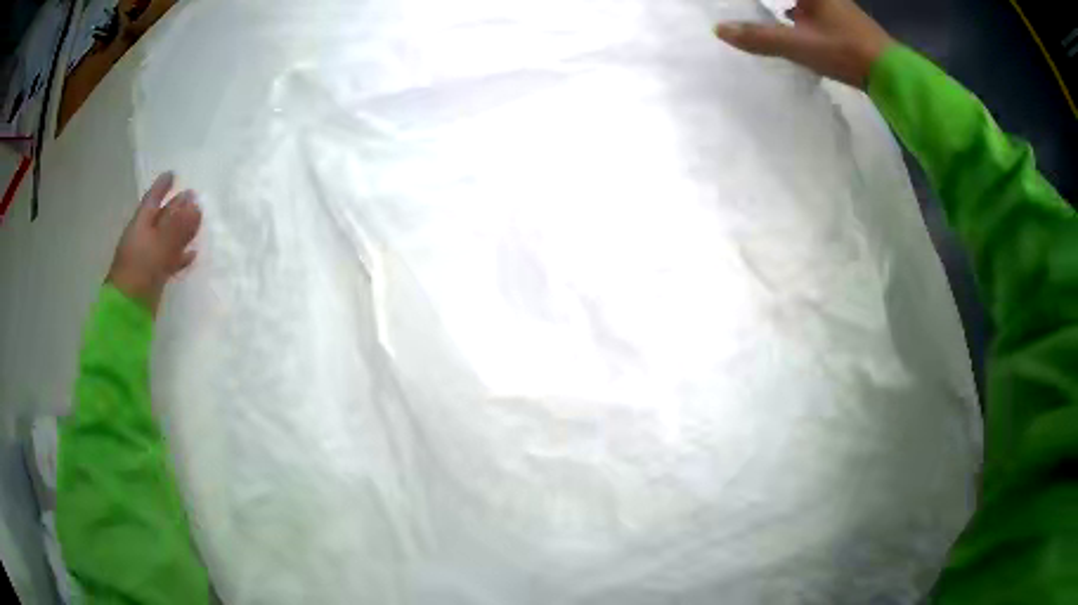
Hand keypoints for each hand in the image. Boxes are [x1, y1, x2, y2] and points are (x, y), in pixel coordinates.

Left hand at [107, 172, 201, 314]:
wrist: (127, 312)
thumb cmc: (139, 272)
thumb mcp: (159, 245)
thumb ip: (178, 226)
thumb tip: (197, 203)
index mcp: (141, 225)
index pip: (153, 199)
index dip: (162, 186)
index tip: (173, 174)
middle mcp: (144, 238)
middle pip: (161, 217)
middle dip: (175, 206)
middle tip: (192, 195)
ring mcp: (148, 258)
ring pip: (166, 238)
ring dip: (180, 230)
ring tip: (197, 220)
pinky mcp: (153, 277)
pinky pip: (169, 260)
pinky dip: (180, 255)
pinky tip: (192, 254)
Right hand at [714, 0, 893, 89]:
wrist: (891, 74)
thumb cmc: (845, 51)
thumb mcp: (799, 45)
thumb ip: (760, 37)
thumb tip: (720, 29)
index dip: (768, 3)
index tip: (743, 7)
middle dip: (776, 6)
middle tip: (752, 12)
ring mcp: (837, 6)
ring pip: (806, 3)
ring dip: (789, 7)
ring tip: (771, 15)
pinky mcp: (845, 22)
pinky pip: (814, 10)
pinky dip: (801, 14)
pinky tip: (794, 24)